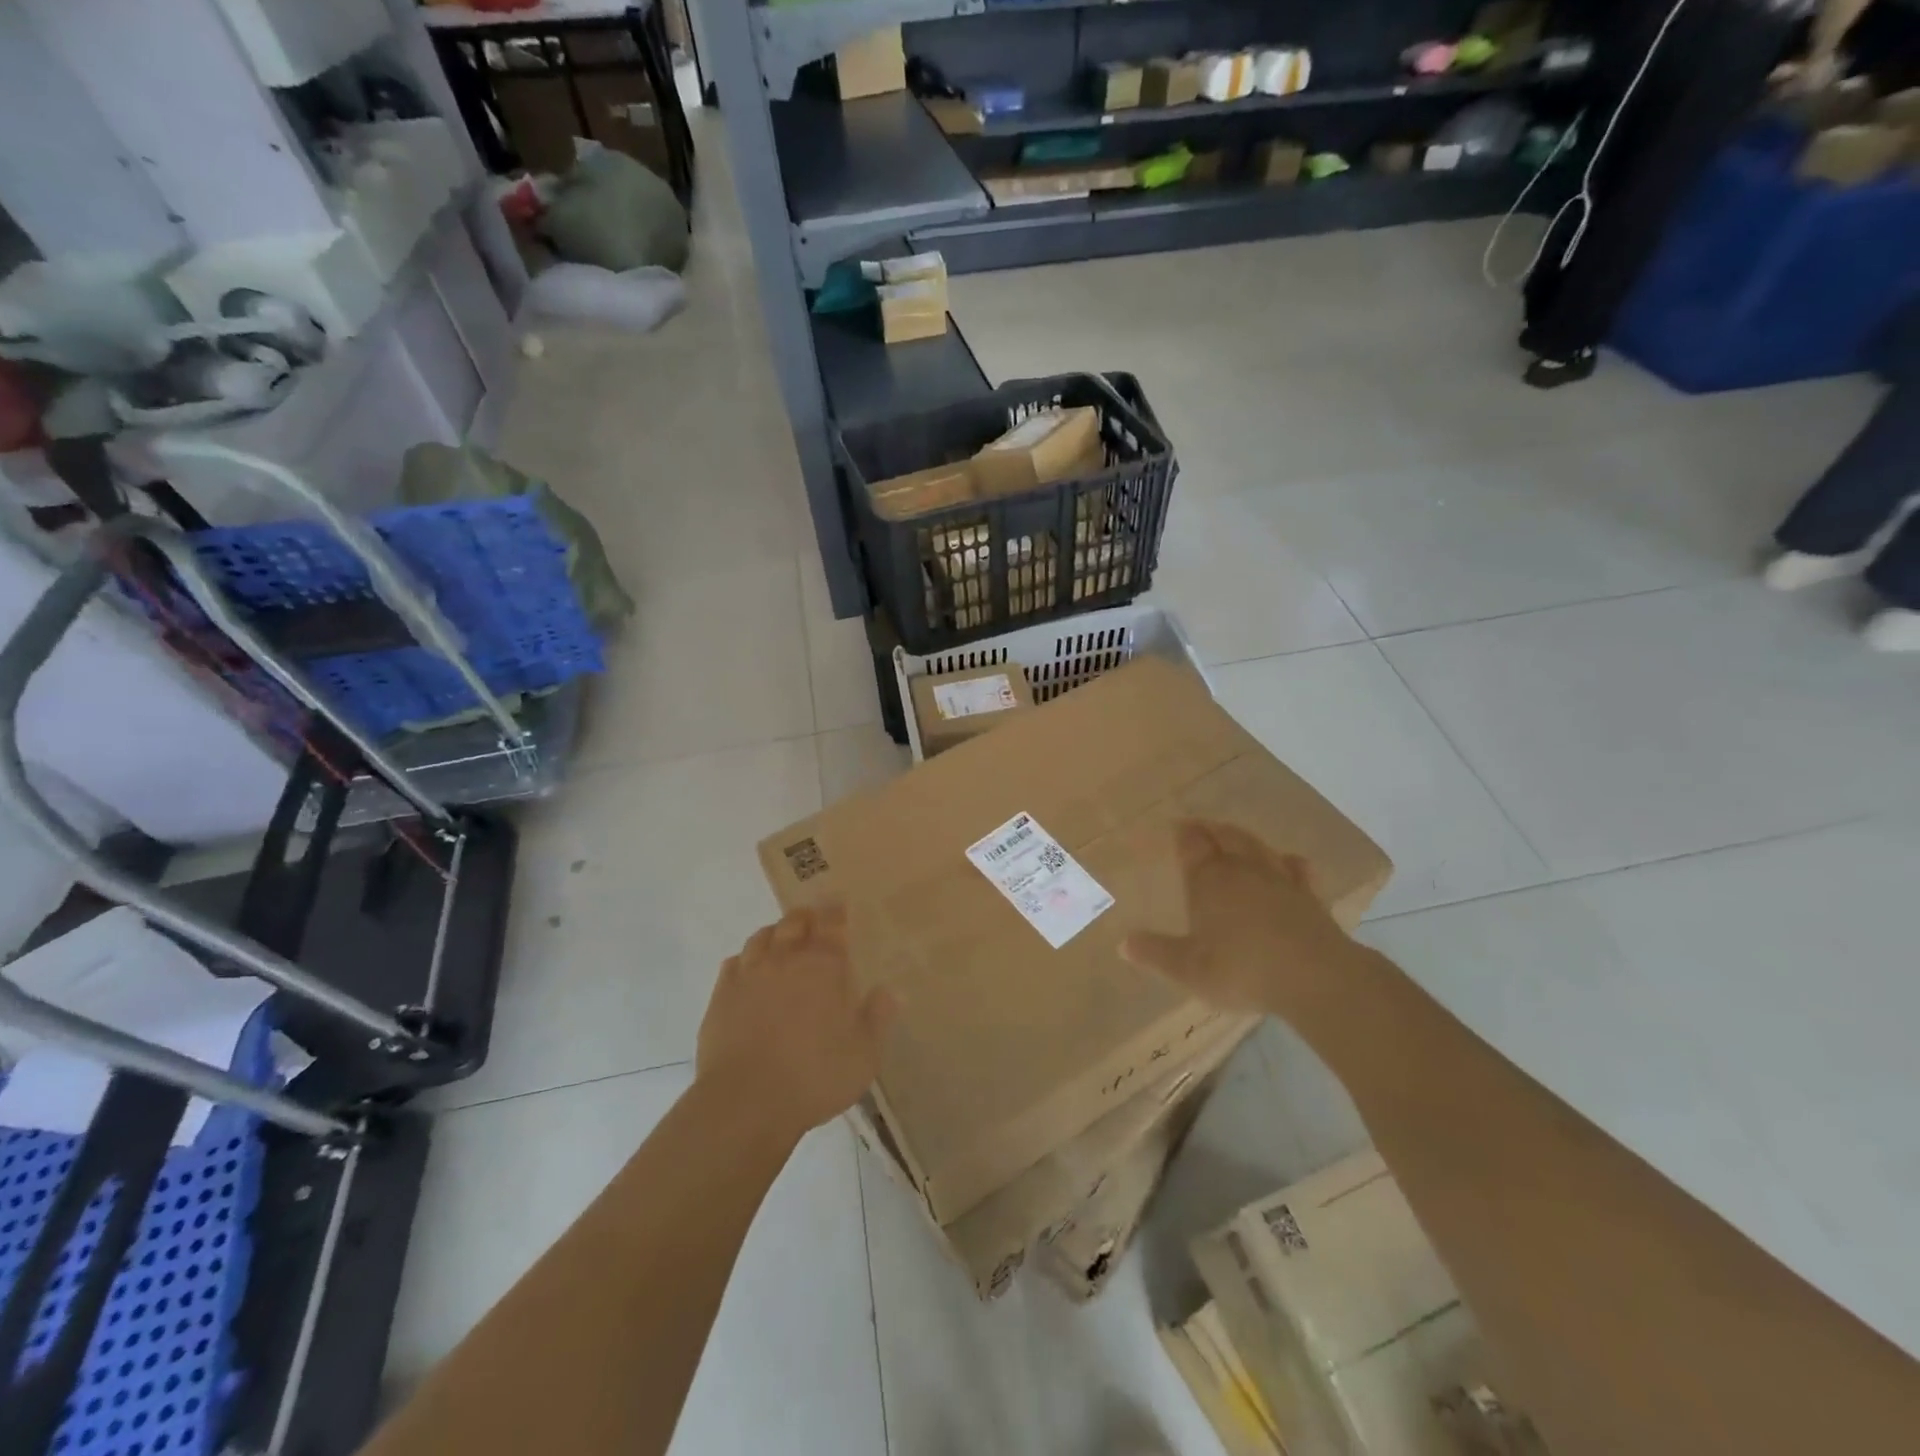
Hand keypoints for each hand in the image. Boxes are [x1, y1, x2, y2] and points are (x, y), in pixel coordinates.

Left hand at [696, 904, 897, 1137]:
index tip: (838, 901)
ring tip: (781, 939)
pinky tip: (748, 970)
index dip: (835, 910)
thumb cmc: (815, 1076)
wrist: (745, 1102)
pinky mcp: (721, 996)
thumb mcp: (864, 1054)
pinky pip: (733, 963)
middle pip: (794, 922)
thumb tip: (890, 991)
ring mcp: (749, 975)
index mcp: (824, 967)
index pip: (831, 924)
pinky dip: (745, 960)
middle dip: (805, 916)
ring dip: (775, 933)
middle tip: (813, 919)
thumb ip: (878, 1018)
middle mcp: (785, 960)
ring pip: (761, 937)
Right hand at [1121, 819, 1363, 1013]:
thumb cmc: (1242, 969)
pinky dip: (1288, 862)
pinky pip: (1296, 869)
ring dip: (1243, 838)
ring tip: (1234, 836)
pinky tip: (1288, 862)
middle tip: (1202, 826)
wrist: (1315, 978)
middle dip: (1212, 830)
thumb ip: (1156, 953)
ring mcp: (1279, 879)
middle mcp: (1242, 869)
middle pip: (1225, 837)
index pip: (1192, 844)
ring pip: (1257, 847)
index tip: (1178, 826)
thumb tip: (1122, 943)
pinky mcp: (1309, 896)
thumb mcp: (1188, 969)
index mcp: (1208, 880)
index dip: (1184, 834)